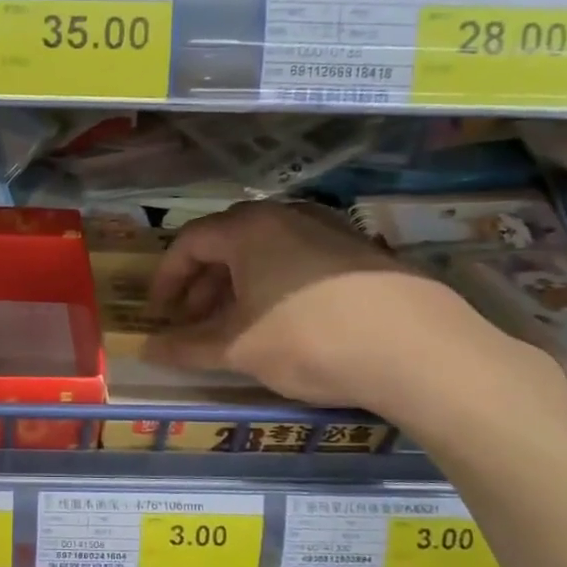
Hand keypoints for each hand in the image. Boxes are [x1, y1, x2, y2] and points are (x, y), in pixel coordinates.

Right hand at [144, 202, 521, 416]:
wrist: (419, 350)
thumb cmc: (309, 340)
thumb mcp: (239, 349)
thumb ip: (187, 347)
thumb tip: (147, 350)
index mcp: (248, 229)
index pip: (189, 243)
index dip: (166, 279)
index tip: (159, 313)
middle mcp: (286, 216)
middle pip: (227, 243)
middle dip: (202, 284)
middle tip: (194, 321)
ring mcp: (329, 229)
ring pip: (266, 251)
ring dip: (239, 285)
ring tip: (236, 325)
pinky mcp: (361, 251)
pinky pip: (299, 259)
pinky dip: (276, 284)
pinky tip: (285, 321)